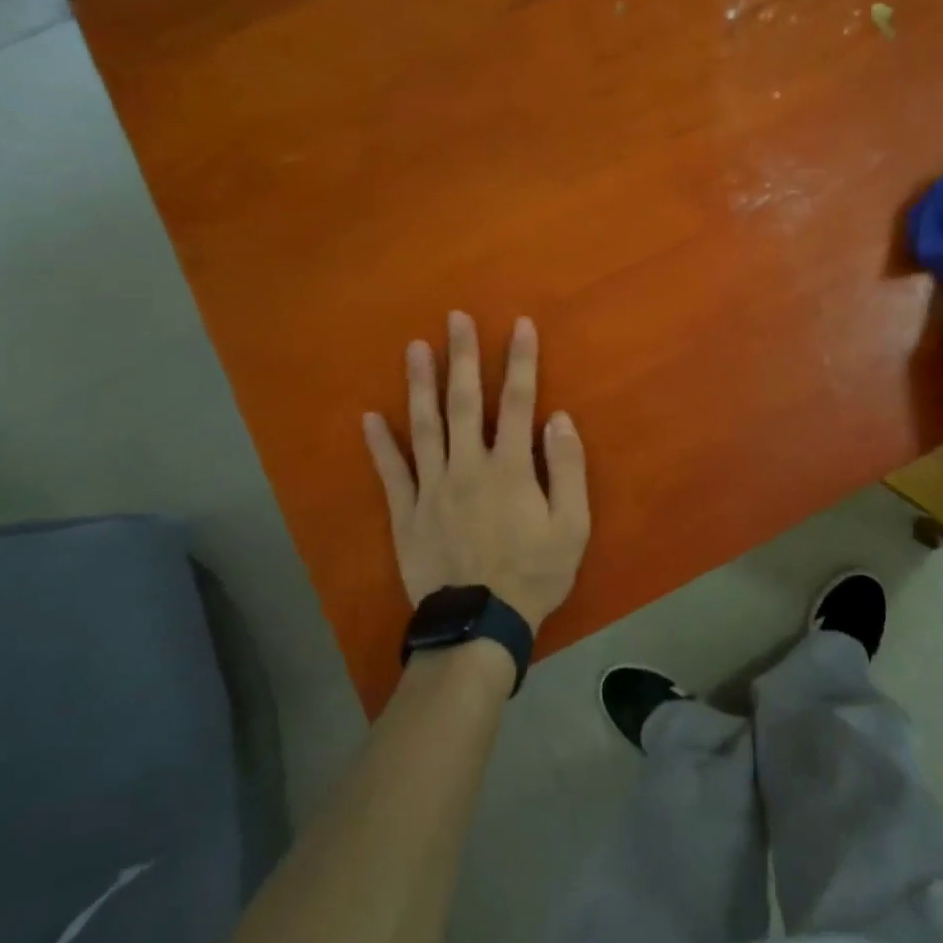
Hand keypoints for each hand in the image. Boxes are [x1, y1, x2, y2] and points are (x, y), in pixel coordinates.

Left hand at [363, 312, 590, 632]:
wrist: (481, 625)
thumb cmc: (534, 573)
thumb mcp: (572, 525)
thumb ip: (566, 468)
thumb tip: (558, 417)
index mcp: (510, 467)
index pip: (517, 402)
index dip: (520, 361)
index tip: (520, 325)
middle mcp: (468, 466)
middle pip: (464, 402)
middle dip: (462, 356)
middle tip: (455, 317)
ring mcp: (432, 488)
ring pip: (424, 426)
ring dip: (420, 384)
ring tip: (415, 347)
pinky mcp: (407, 513)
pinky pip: (391, 472)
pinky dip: (380, 444)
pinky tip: (370, 417)